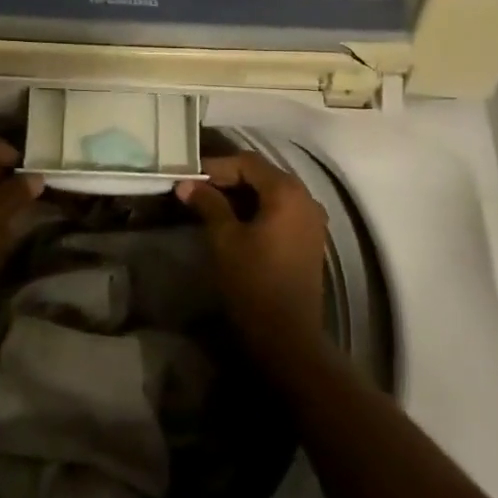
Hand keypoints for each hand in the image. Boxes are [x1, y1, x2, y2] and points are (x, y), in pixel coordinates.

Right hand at [177, 151, 328, 341]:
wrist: (287, 335)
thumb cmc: (253, 282)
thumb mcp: (225, 239)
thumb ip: (208, 204)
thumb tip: (186, 184)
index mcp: (287, 191)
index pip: (247, 162)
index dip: (216, 167)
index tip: (188, 177)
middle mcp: (306, 197)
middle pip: (262, 175)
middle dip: (228, 179)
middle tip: (196, 189)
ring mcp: (312, 219)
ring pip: (272, 193)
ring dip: (242, 194)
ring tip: (209, 204)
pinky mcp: (309, 238)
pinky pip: (281, 210)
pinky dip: (257, 209)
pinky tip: (234, 221)